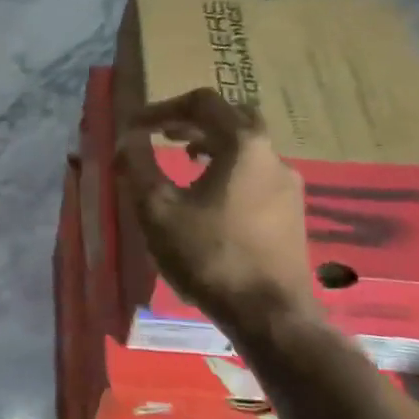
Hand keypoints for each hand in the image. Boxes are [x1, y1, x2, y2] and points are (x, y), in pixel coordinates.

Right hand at [116, 90, 321, 342]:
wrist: (271, 315)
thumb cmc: (210, 256)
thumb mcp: (158, 210)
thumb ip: (138, 166)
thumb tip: (126, 139)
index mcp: (243, 144)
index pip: (202, 102)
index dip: (163, 107)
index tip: (136, 127)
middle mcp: (273, 155)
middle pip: (233, 117)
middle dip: (195, 120)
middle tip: (166, 134)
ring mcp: (289, 185)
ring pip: (249, 147)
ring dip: (214, 145)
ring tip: (186, 162)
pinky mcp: (293, 213)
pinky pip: (258, 174)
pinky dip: (230, 170)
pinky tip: (212, 200)